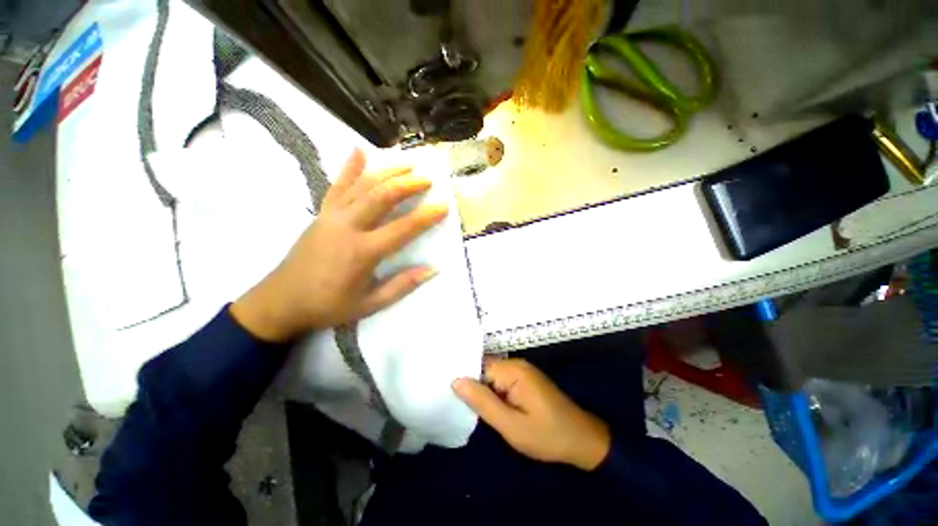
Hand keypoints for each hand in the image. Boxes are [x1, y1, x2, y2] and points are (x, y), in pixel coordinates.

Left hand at [231, 149, 446, 341]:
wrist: (281, 301)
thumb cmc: (328, 305)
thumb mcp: (370, 304)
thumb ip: (402, 285)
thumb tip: (432, 270)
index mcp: (362, 252)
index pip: (402, 229)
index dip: (426, 217)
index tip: (443, 206)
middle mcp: (347, 227)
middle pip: (381, 197)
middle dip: (407, 185)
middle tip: (427, 179)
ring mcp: (331, 216)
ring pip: (362, 185)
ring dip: (386, 172)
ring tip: (407, 165)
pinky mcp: (321, 213)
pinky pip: (337, 186)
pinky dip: (349, 168)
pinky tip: (359, 150)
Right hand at [452, 359, 610, 470]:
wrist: (583, 441)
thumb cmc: (548, 436)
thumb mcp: (511, 426)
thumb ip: (483, 402)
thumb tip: (456, 380)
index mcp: (513, 370)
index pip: (478, 367)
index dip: (464, 380)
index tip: (447, 393)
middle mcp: (516, 364)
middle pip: (484, 369)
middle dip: (472, 386)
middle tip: (454, 404)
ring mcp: (522, 371)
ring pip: (491, 376)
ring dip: (482, 391)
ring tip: (465, 406)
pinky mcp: (525, 380)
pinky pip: (501, 381)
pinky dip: (492, 393)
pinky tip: (485, 406)